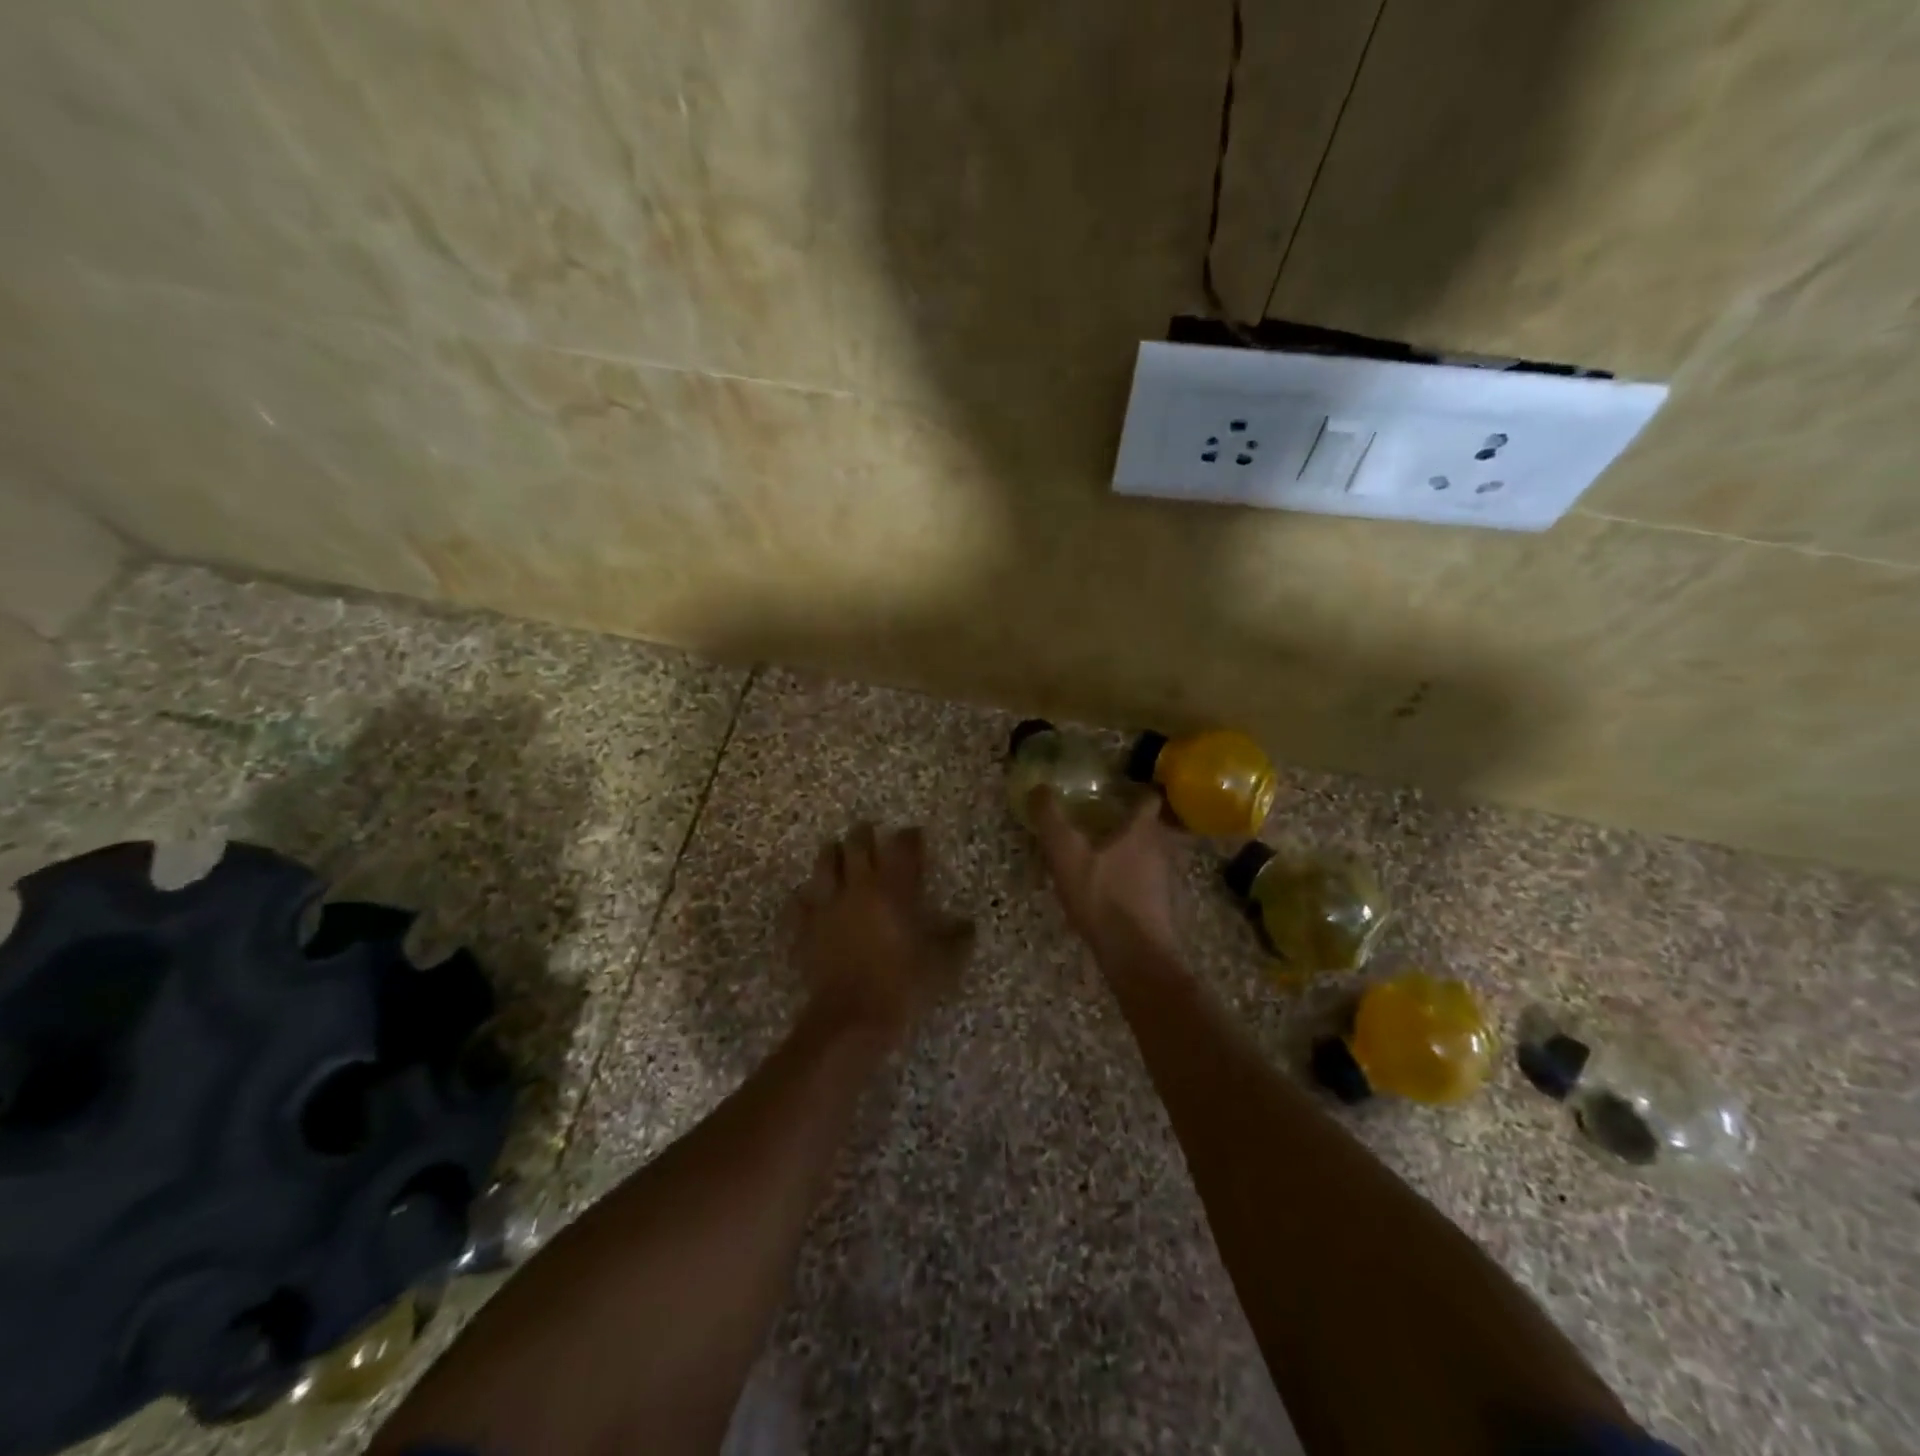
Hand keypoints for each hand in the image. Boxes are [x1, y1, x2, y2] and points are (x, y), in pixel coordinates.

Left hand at [785, 823, 973, 1044]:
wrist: (852, 1017)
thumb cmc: (903, 985)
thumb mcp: (942, 963)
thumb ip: (957, 938)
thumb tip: (967, 924)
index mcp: (894, 889)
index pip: (902, 847)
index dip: (909, 836)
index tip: (914, 834)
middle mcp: (859, 886)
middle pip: (858, 844)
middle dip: (865, 834)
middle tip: (871, 833)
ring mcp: (827, 904)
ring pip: (825, 863)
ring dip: (834, 854)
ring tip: (839, 854)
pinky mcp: (804, 927)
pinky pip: (799, 901)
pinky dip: (806, 895)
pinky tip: (811, 899)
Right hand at [1026, 788, 1177, 958]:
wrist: (1137, 955)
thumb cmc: (1103, 897)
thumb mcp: (1066, 854)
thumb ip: (1051, 820)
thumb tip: (1039, 788)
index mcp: (1142, 830)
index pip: (1147, 797)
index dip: (1132, 791)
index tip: (1112, 792)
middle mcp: (1161, 848)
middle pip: (1150, 826)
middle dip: (1129, 822)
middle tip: (1101, 823)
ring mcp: (1167, 878)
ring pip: (1151, 854)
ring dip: (1132, 852)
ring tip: (1104, 857)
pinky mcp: (1164, 905)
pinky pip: (1149, 881)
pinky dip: (1134, 879)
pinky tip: (1112, 890)